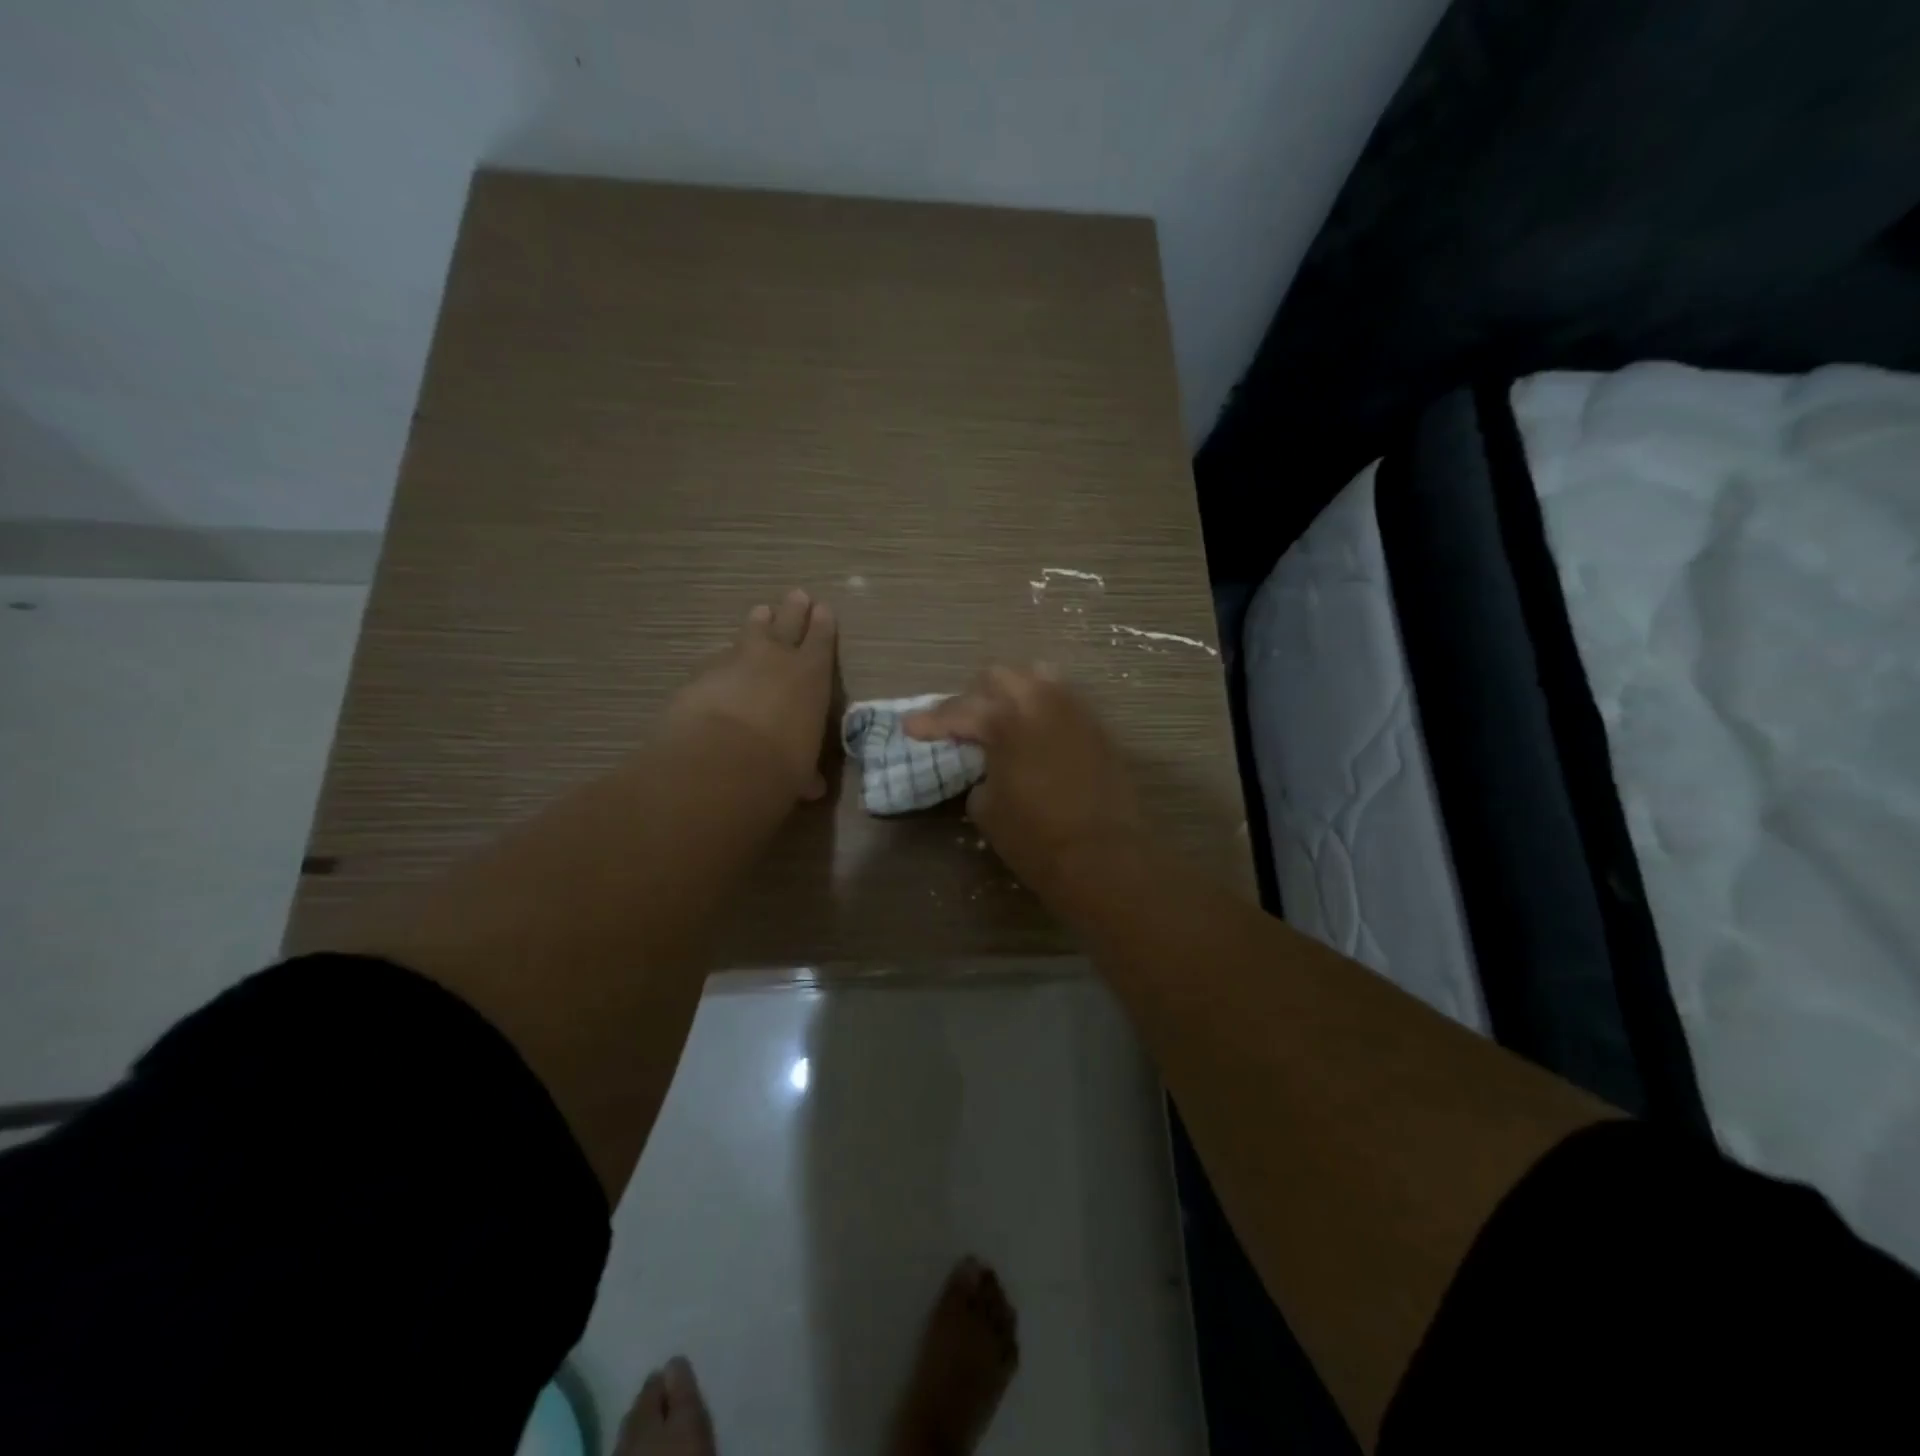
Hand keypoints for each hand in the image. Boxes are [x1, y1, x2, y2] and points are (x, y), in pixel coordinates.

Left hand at [667, 589, 836, 800]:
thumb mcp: (801, 770)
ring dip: (756, 624)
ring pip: (749, 633)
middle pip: (786, 624)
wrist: (722, 760)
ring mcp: (735, 661)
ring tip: (760, 612)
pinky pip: (716, 661)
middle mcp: (776, 658)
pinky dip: (722, 663)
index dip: (823, 625)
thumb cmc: (781, 765)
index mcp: (811, 675)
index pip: (821, 641)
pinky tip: (719, 667)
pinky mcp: (701, 674)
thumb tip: (811, 786)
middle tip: (796, 595)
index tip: (823, 609)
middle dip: (793, 610)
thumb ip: (805, 771)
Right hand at [904, 665, 1142, 885]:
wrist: (1104, 856)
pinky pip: (1064, 701)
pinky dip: (1042, 709)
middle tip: (961, 724)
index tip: (910, 728)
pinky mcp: (1098, 727)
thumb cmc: (1035, 838)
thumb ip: (980, 774)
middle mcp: (1041, 702)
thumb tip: (989, 767)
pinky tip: (1035, 731)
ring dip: (1013, 693)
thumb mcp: (986, 809)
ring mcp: (1075, 710)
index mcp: (1005, 720)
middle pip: (997, 677)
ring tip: (1002, 718)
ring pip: (1038, 678)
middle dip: (973, 697)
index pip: (958, 711)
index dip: (930, 721)